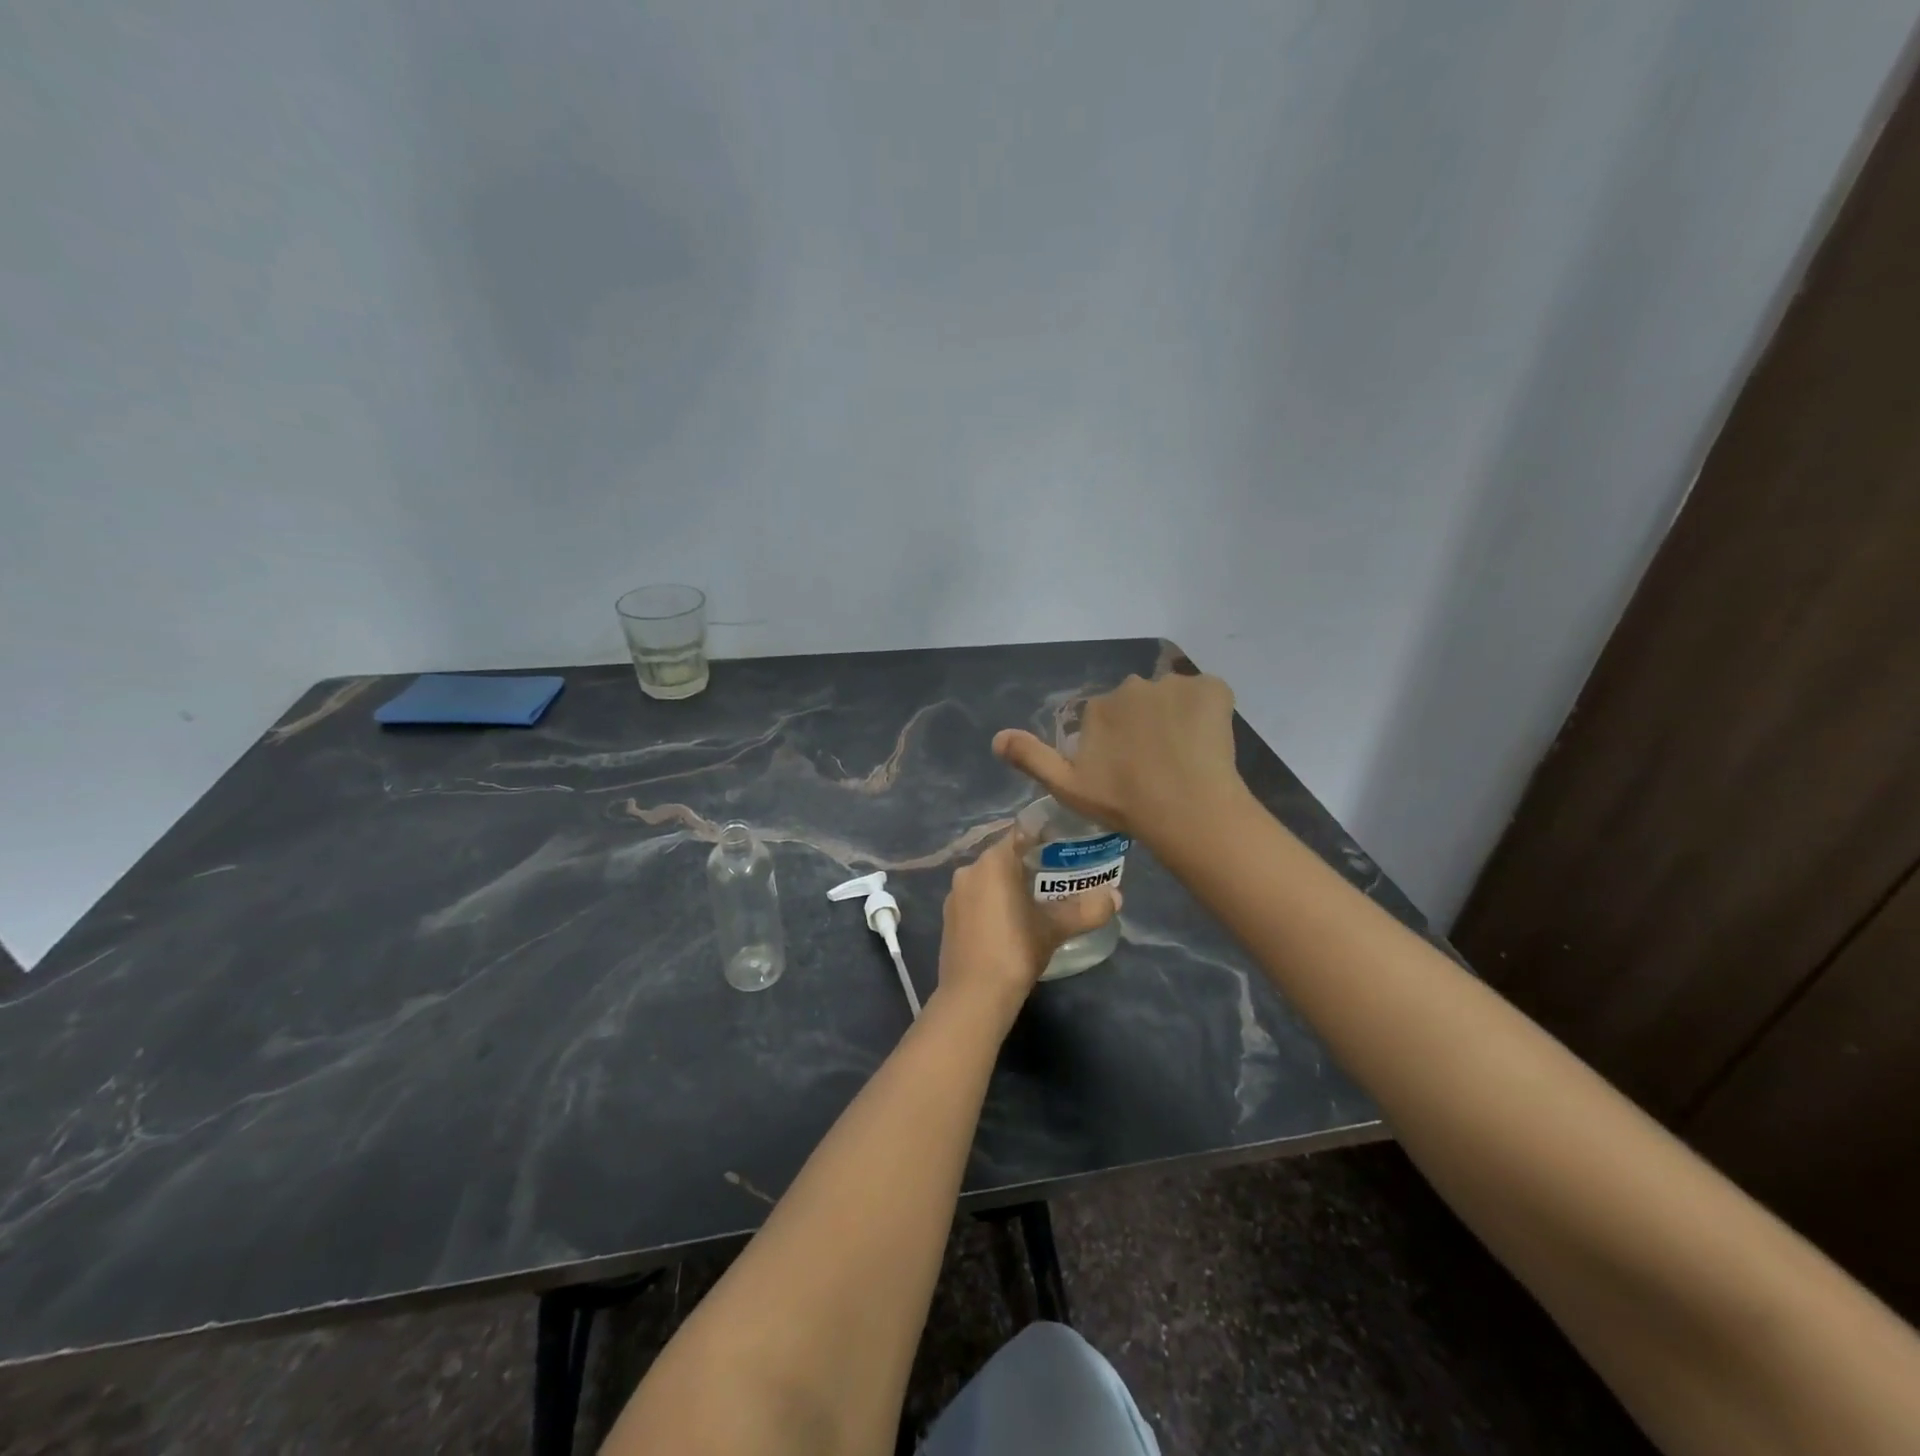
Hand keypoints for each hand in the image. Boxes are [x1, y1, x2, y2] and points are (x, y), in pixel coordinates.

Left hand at [937, 831, 1119, 1020]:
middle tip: (1058, 877)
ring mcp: (955, 895)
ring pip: (988, 879)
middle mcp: (969, 870)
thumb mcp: (1054, 928)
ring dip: (1010, 885)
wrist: (973, 996)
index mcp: (993, 861)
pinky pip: (976, 899)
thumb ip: (1086, 910)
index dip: (1043, 837)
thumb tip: (1117, 897)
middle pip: (1004, 856)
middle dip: (1029, 864)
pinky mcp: (949, 918)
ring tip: (1038, 900)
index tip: (1063, 847)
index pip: (1020, 833)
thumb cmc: (1015, 950)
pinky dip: (993, 902)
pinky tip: (1011, 921)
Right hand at [992, 672, 1245, 846]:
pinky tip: (1208, 743)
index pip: (1105, 717)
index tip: (1126, 771)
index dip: (1116, 743)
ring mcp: (1175, 685)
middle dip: (1145, 725)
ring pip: (1173, 699)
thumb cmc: (1123, 803)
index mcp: (1098, 707)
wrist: (1187, 810)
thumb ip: (1031, 758)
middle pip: (1139, 703)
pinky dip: (1208, 712)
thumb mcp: (1066, 787)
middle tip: (1157, 765)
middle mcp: (1132, 685)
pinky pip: (1208, 695)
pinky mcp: (1213, 689)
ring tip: (1185, 757)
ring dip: (1176, 718)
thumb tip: (996, 738)